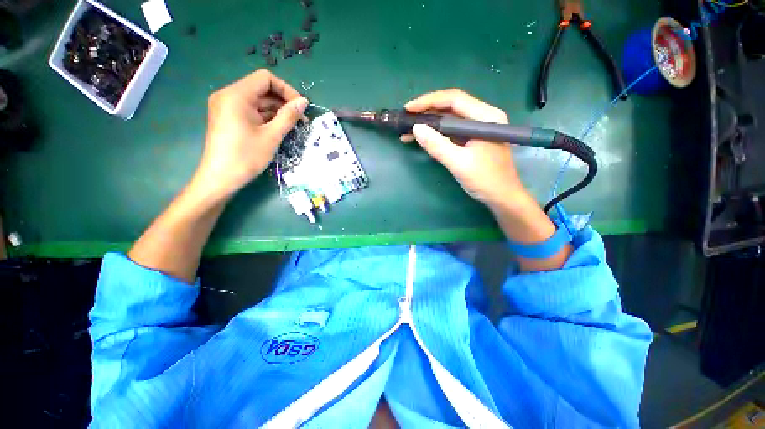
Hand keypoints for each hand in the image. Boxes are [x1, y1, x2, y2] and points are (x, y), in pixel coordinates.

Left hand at [192, 69, 307, 201]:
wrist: (220, 178)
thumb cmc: (246, 157)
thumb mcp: (272, 136)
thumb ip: (288, 116)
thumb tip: (304, 101)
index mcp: (236, 95)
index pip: (266, 79)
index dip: (287, 90)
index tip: (301, 107)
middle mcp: (228, 95)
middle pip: (261, 89)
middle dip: (283, 102)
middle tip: (301, 120)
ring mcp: (226, 107)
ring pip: (257, 101)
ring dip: (277, 111)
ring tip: (293, 126)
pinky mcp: (228, 118)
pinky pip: (251, 111)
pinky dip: (266, 117)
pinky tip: (279, 129)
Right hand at [403, 89, 531, 210]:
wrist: (502, 198)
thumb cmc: (486, 180)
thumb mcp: (459, 163)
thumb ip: (437, 145)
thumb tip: (416, 128)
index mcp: (486, 117)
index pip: (454, 99)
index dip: (429, 101)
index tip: (408, 109)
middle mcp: (483, 117)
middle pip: (451, 107)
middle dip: (426, 112)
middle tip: (405, 119)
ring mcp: (477, 129)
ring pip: (449, 120)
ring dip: (429, 124)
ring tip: (408, 131)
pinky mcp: (472, 140)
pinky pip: (451, 132)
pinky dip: (436, 135)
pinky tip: (422, 139)